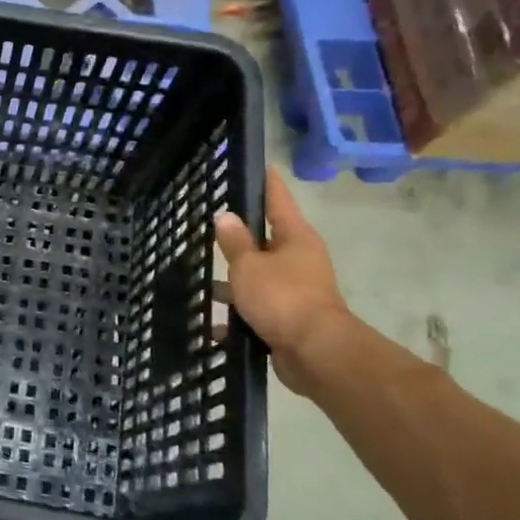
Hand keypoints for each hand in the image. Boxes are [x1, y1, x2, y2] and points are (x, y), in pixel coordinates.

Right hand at [215, 167, 351, 390]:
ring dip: (235, 283)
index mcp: (295, 238)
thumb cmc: (282, 297)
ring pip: (259, 278)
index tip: (260, 166)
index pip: (278, 199)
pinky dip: (239, 316)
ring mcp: (296, 290)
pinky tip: (214, 326)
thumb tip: (225, 216)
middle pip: (266, 241)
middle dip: (240, 239)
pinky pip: (258, 309)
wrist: (315, 353)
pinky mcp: (290, 319)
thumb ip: (234, 242)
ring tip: (203, 282)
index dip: (266, 182)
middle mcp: (299, 259)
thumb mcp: (248, 266)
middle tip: (212, 228)